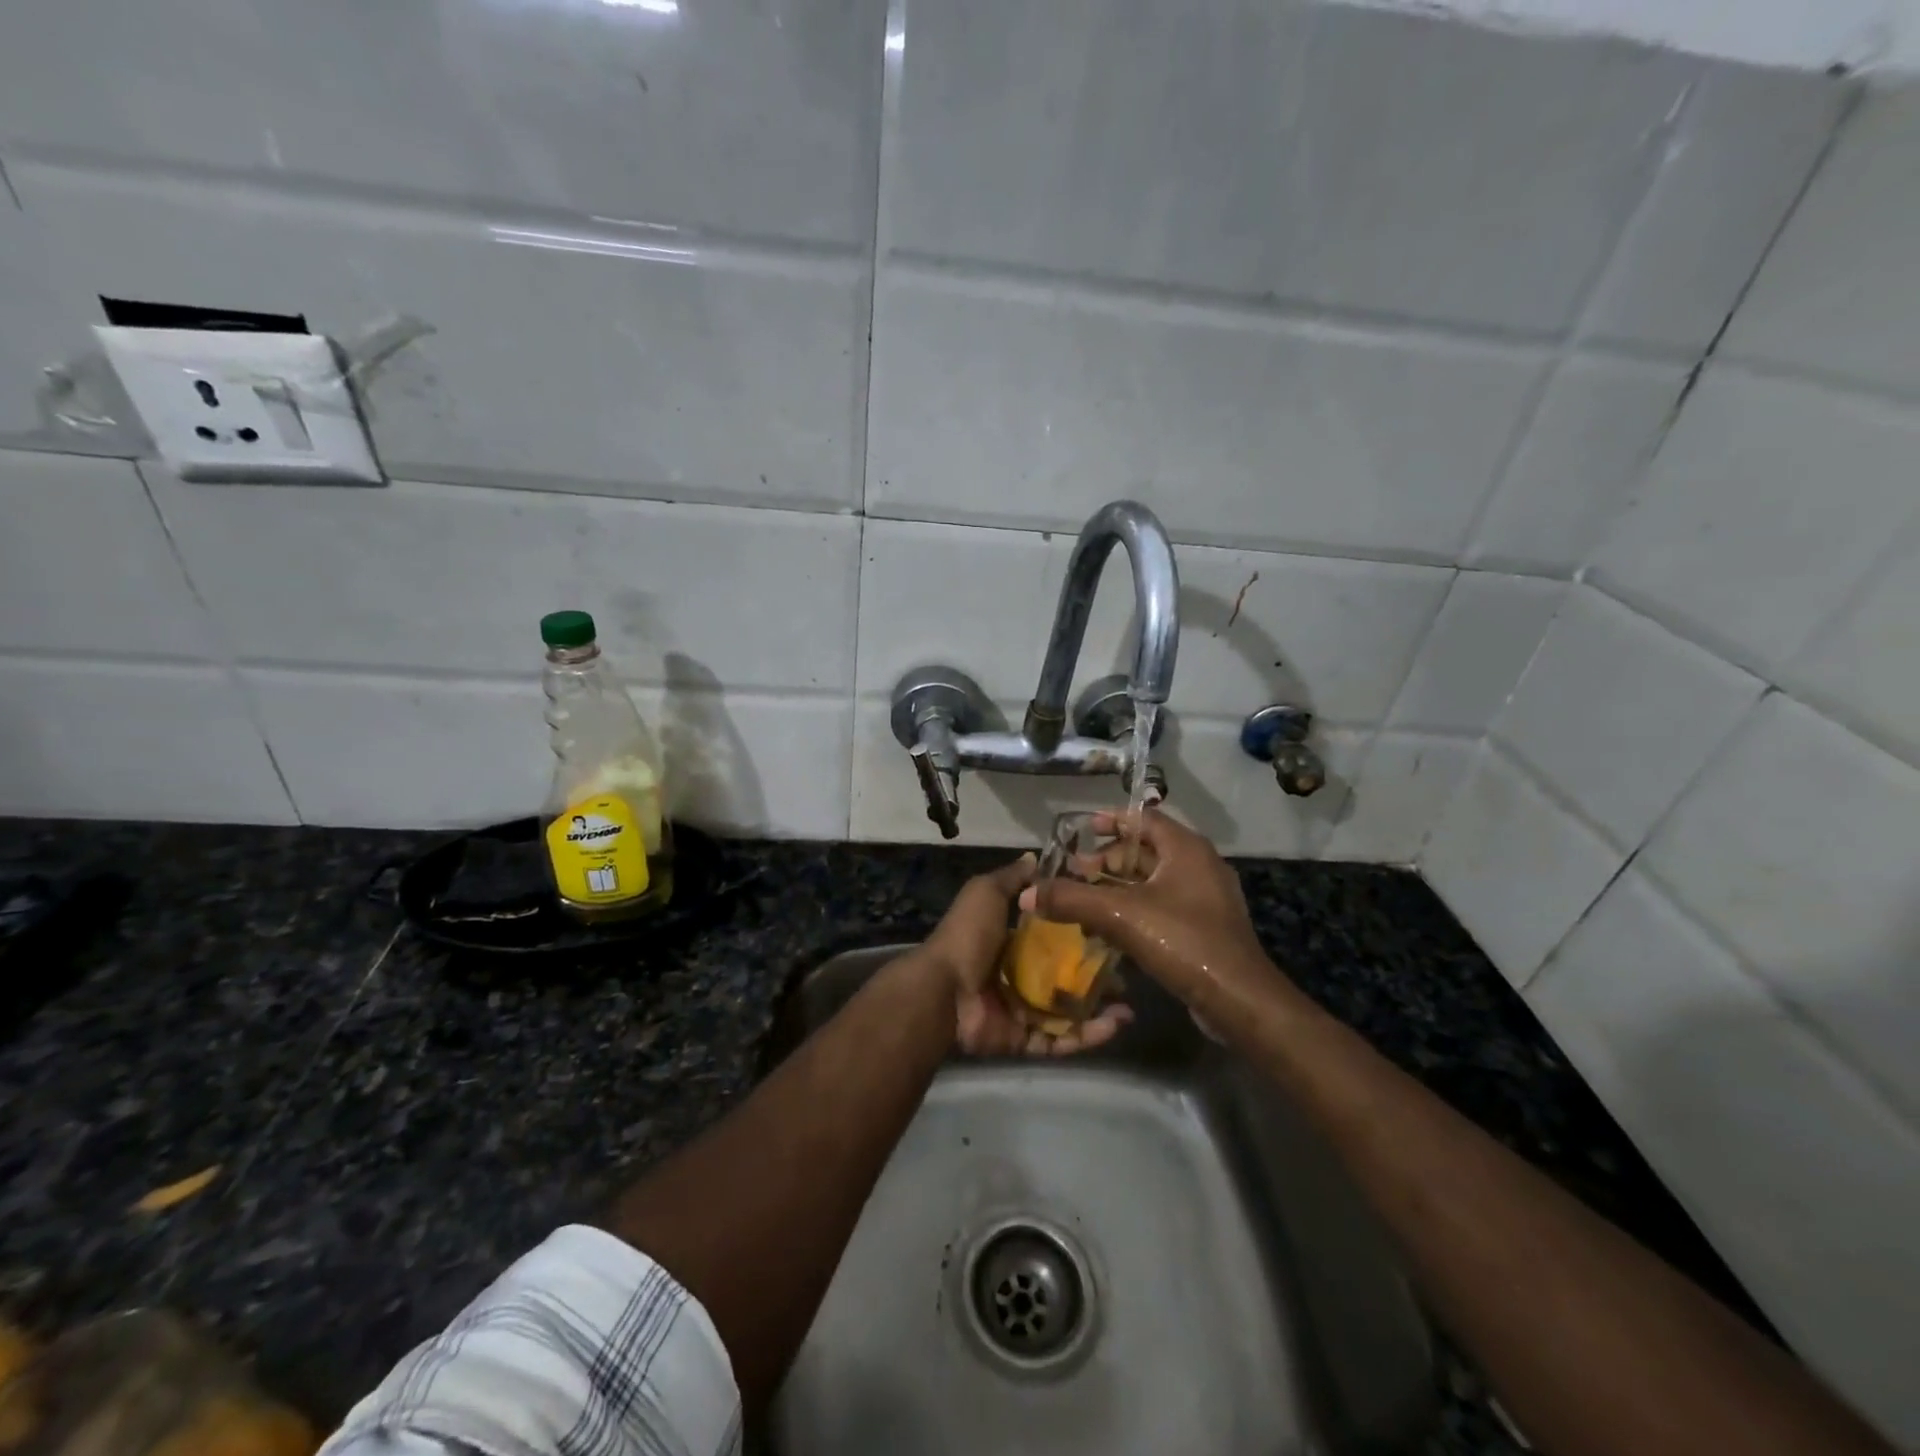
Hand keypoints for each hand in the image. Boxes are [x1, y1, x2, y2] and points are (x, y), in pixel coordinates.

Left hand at [922, 857, 1131, 1056]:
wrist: (943, 990)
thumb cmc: (968, 936)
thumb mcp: (986, 892)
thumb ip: (1012, 879)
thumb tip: (1035, 857)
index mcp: (1010, 940)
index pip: (1054, 936)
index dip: (1081, 933)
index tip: (1113, 928)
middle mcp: (1018, 975)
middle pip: (1065, 976)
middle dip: (1097, 976)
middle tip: (1128, 974)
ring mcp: (1021, 1009)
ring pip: (1069, 1011)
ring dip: (1100, 1010)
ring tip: (1129, 1007)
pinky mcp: (1024, 1039)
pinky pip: (1060, 1040)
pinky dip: (1086, 1036)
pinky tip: (1114, 1026)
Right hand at [1021, 810, 1281, 1015]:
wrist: (1239, 1000)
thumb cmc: (1183, 942)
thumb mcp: (1120, 915)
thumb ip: (1072, 899)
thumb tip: (1028, 893)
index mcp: (1186, 848)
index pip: (1143, 818)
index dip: (1111, 820)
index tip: (1082, 831)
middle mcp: (1199, 865)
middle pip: (1146, 850)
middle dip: (1108, 860)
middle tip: (1077, 873)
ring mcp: (1205, 898)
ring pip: (1153, 881)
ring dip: (1118, 887)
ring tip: (1085, 901)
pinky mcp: (1205, 927)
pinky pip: (1162, 905)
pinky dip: (1135, 909)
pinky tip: (1109, 930)